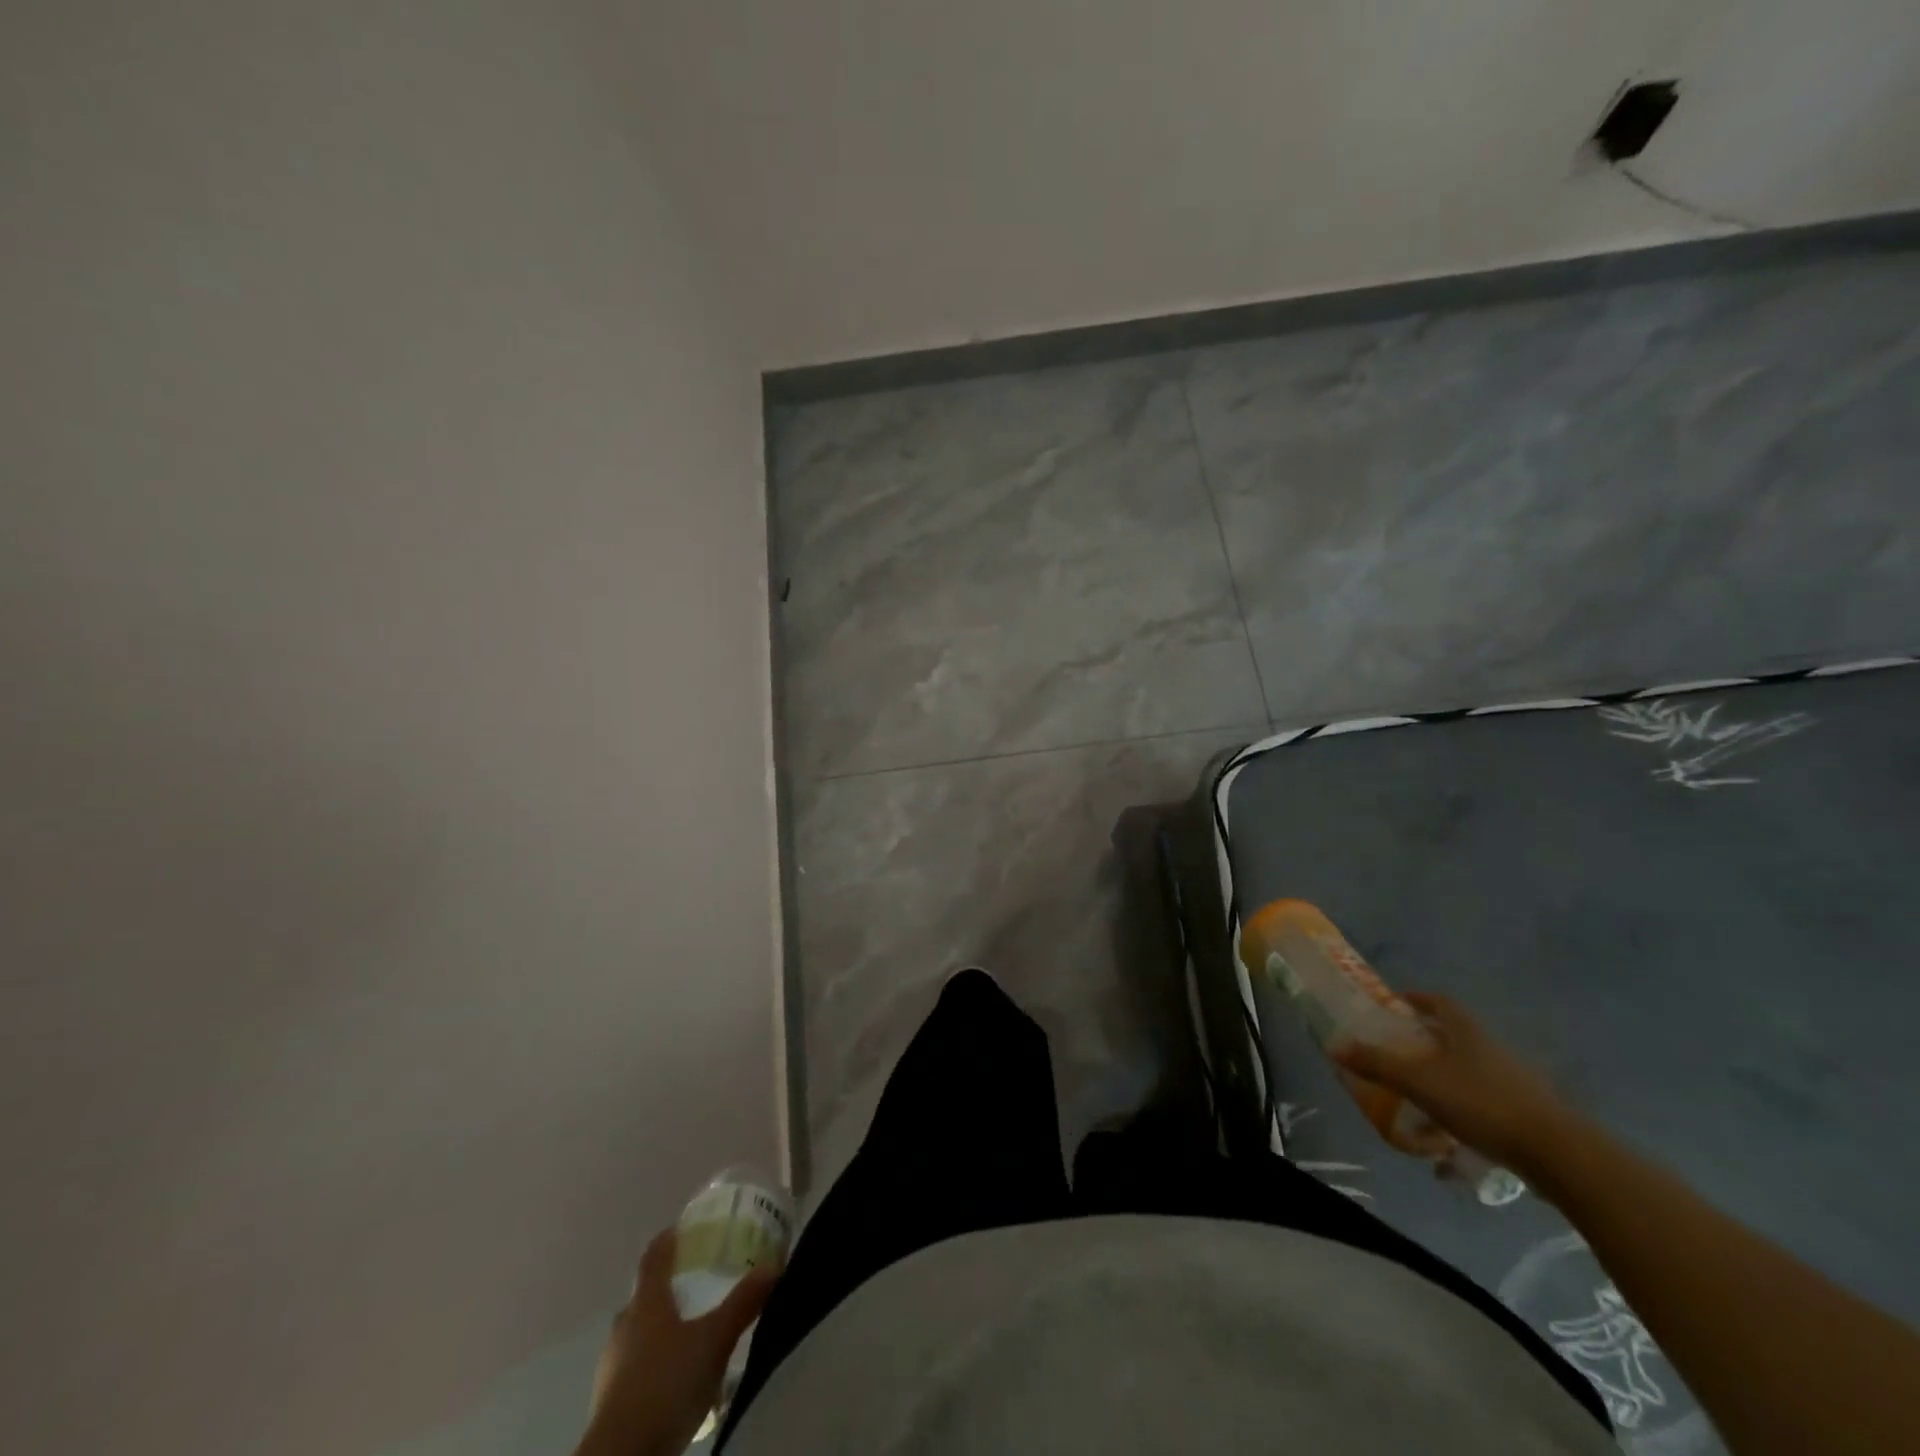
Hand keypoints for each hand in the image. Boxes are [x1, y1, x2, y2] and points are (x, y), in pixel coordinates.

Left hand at [578, 1228, 778, 1455]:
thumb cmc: (666, 1385)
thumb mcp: (714, 1341)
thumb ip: (743, 1303)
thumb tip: (773, 1266)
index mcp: (646, 1302)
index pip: (654, 1256)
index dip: (668, 1238)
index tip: (685, 1226)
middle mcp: (625, 1327)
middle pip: (646, 1296)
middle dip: (671, 1287)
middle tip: (700, 1282)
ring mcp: (613, 1367)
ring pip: (641, 1334)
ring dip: (664, 1329)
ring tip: (695, 1333)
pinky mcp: (612, 1403)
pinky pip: (638, 1369)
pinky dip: (658, 1363)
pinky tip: (680, 1379)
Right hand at [1332, 992, 1578, 1178]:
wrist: (1559, 1155)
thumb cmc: (1482, 1104)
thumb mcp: (1419, 1083)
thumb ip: (1377, 1064)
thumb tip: (1334, 1045)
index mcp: (1467, 1032)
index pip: (1440, 1002)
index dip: (1417, 1000)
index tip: (1395, 1005)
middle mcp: (1491, 1049)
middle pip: (1454, 1038)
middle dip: (1425, 1046)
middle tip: (1397, 1057)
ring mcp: (1514, 1083)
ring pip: (1469, 1075)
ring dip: (1443, 1086)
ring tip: (1417, 1108)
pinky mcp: (1527, 1116)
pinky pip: (1484, 1110)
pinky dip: (1463, 1121)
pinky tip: (1449, 1153)